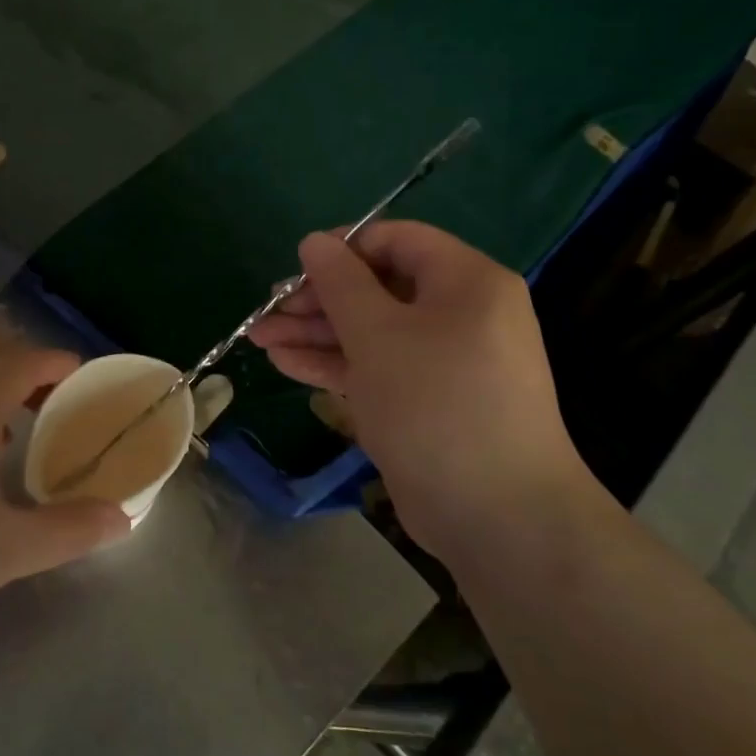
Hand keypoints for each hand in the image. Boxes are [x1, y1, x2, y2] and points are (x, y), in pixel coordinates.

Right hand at [248, 222, 592, 559]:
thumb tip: (314, 241)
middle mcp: (460, 314)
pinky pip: (378, 367)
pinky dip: (335, 363)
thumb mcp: (378, 334)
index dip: (343, 247)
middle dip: (318, 298)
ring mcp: (443, 361)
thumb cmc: (435, 403)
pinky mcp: (426, 401)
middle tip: (267, 311)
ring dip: (316, 333)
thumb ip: (341, 282)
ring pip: (372, 331)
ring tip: (259, 338)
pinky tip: (285, 363)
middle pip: (379, 288)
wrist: (496, 514)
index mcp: (466, 282)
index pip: (398, 241)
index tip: (296, 266)